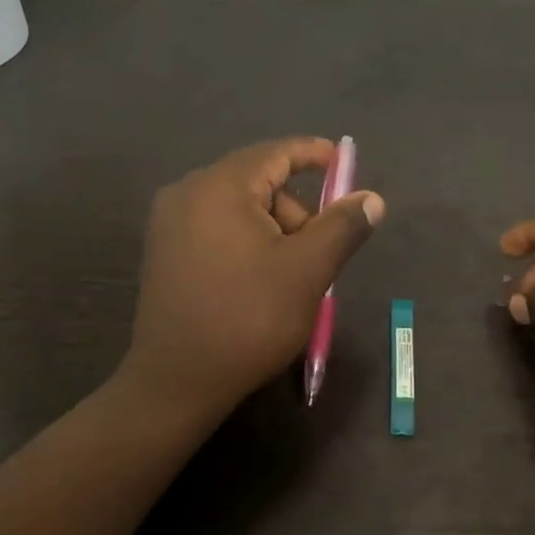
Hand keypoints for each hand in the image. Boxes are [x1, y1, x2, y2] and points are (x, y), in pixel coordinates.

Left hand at [122, 138, 384, 419]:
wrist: (177, 381)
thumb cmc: (248, 319)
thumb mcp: (307, 272)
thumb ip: (342, 227)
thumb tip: (371, 198)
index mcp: (220, 187)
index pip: (276, 153)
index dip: (314, 155)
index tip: (343, 164)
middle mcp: (187, 193)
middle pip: (257, 183)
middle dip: (295, 211)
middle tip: (317, 255)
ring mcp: (168, 223)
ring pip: (237, 209)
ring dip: (272, 232)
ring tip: (287, 279)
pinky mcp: (163, 252)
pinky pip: (215, 229)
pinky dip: (246, 243)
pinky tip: (257, 282)